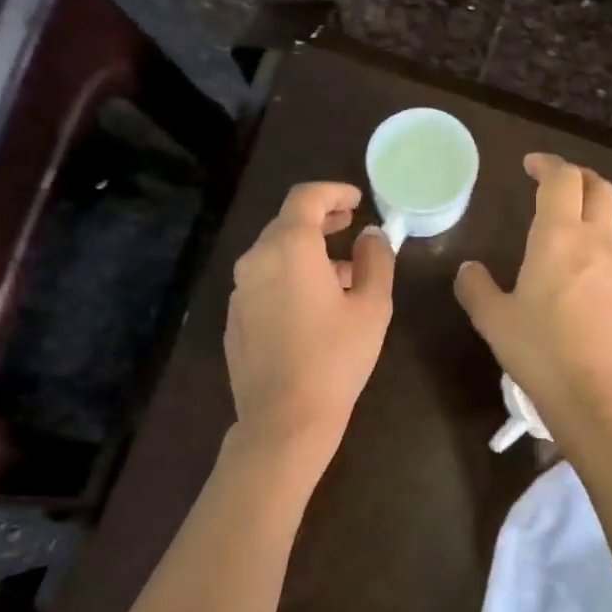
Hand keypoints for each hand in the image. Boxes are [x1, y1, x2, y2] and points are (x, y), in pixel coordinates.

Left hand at [226, 181, 394, 459]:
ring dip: (307, 254)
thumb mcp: (372, 307)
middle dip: (321, 222)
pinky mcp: (235, 319)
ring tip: (343, 275)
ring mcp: (240, 291)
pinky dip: (289, 279)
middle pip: (286, 224)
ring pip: (275, 255)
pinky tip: (313, 307)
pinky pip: (264, 283)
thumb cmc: (336, 359)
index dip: (333, 192)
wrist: (284, 420)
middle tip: (350, 227)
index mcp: (289, 248)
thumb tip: (371, 235)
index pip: (305, 198)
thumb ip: (376, 260)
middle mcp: (256, 260)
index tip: (356, 200)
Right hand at [454, 153, 611, 441]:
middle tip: (551, 182)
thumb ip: (477, 288)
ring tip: (560, 215)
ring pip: (610, 216)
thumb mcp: (494, 320)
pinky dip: (593, 233)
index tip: (529, 165)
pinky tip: (569, 258)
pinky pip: (609, 245)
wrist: (595, 394)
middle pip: (600, 188)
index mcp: (558, 236)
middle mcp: (592, 242)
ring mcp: (611, 267)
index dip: (547, 164)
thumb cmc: (540, 350)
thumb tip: (468, 269)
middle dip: (577, 176)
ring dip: (589, 203)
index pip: (562, 179)